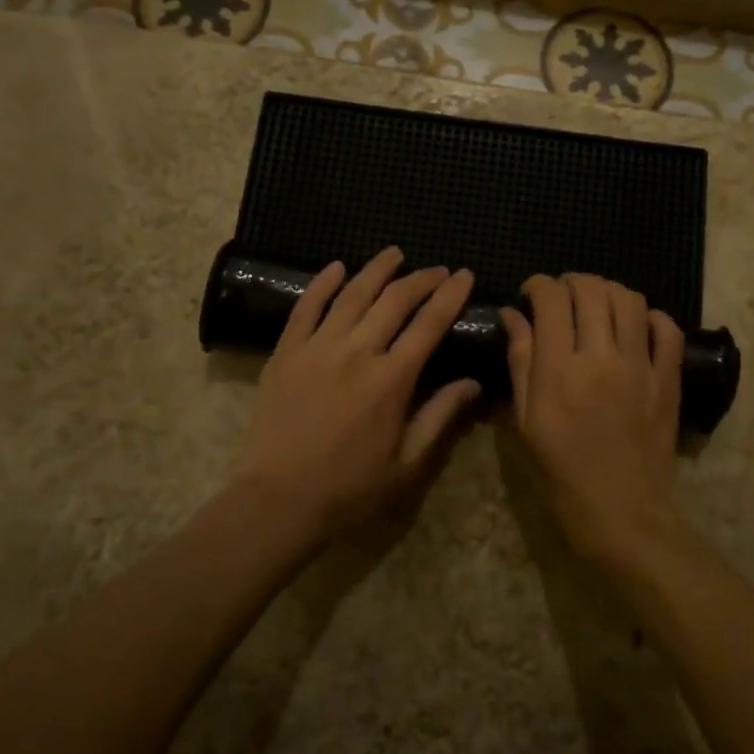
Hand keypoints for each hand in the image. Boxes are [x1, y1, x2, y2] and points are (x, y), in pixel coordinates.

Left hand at [239, 248, 479, 543]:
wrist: (280, 499)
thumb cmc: (350, 487)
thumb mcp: (408, 463)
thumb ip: (441, 416)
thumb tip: (473, 383)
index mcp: (391, 379)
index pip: (429, 324)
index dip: (450, 296)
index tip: (465, 276)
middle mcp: (357, 352)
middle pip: (395, 300)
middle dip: (421, 279)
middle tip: (437, 269)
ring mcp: (317, 348)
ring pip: (352, 294)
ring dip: (377, 269)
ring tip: (394, 253)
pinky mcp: (286, 352)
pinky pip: (306, 307)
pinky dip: (322, 283)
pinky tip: (336, 266)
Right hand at [500, 273, 685, 562]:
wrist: (621, 512)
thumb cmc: (561, 472)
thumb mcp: (526, 421)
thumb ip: (521, 362)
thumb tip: (514, 316)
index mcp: (559, 370)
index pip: (552, 299)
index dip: (539, 285)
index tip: (532, 293)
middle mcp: (601, 357)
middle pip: (592, 290)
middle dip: (572, 282)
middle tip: (562, 295)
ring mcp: (640, 367)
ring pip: (630, 300)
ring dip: (609, 291)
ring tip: (597, 303)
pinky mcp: (668, 380)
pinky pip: (668, 331)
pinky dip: (652, 317)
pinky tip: (637, 325)